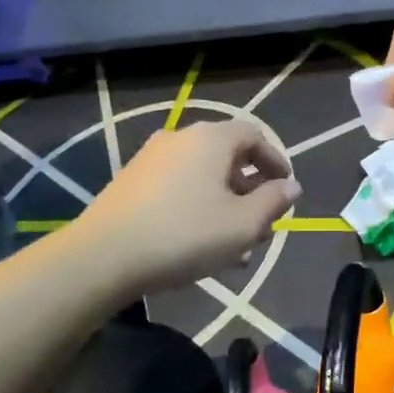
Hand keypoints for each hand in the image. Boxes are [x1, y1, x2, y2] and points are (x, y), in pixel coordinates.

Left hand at [79, 119, 299, 293]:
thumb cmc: (184, 235)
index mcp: (211, 139)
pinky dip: (198, 209)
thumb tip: (291, 186)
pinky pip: (178, 189)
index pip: (254, 134)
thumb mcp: (242, 224)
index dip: (275, 160)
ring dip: (225, 207)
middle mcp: (180, 139)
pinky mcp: (131, 183)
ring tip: (236, 249)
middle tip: (262, 226)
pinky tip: (201, 247)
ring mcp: (151, 160)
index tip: (285, 189)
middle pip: (227, 157)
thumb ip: (273, 202)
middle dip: (250, 192)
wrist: (102, 257)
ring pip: (202, 179)